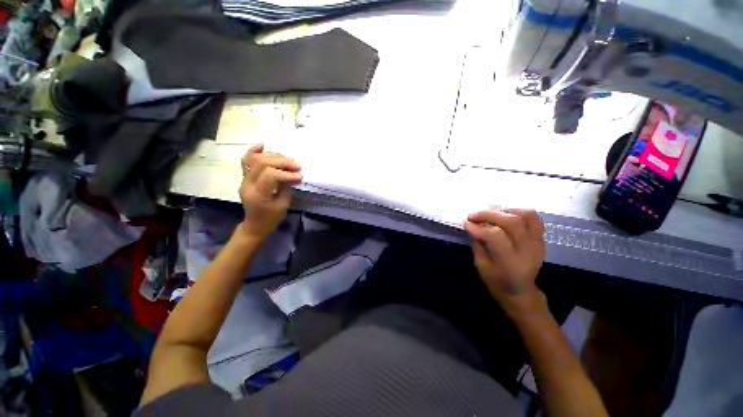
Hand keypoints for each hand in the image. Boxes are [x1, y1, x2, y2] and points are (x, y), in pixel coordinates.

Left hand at [238, 144, 301, 241]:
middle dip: (282, 162)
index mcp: (258, 194)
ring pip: (255, 159)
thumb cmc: (271, 218)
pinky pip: (246, 160)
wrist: (255, 224)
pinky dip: (254, 151)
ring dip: (274, 156)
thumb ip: (286, 188)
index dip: (286, 173)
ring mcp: (244, 179)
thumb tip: (293, 175)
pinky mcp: (245, 177)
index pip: (270, 175)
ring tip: (287, 160)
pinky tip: (263, 145)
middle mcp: (248, 184)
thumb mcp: (283, 206)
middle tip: (297, 165)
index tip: (299, 175)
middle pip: (262, 163)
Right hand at [464, 208, 544, 305]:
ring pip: (526, 215)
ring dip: (504, 210)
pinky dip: (516, 211)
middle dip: (489, 214)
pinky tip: (503, 214)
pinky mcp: (541, 238)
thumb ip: (478, 243)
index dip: (479, 227)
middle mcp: (528, 251)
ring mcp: (538, 243)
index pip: (496, 236)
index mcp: (510, 263)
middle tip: (473, 215)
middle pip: (512, 222)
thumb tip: (472, 223)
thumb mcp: (480, 265)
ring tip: (489, 212)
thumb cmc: (496, 281)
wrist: (520, 291)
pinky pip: (533, 217)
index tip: (466, 222)